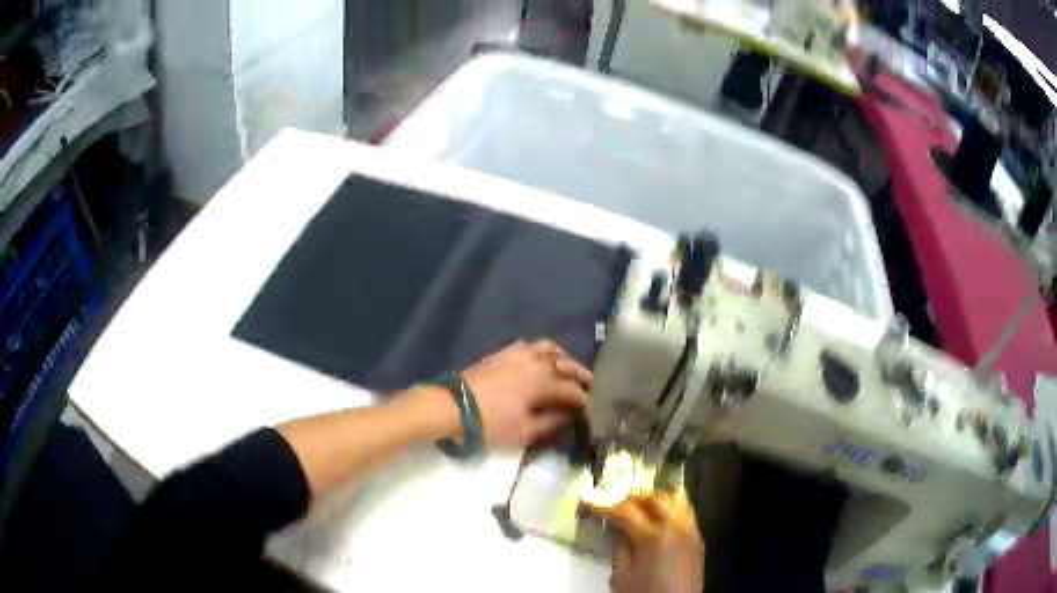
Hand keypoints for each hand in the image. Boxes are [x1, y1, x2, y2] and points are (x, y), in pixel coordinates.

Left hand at [461, 340, 591, 448]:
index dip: (586, 401)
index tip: (594, 410)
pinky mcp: (502, 353)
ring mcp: (518, 354)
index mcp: (543, 381)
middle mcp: (535, 361)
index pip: (573, 390)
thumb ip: (551, 422)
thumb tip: (568, 415)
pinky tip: (541, 363)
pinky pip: (530, 346)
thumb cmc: (490, 424)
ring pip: (550, 349)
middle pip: (567, 364)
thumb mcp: (524, 432)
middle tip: (591, 388)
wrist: (451, 407)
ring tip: (568, 372)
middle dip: (582, 376)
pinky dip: (543, 353)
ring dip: (564, 360)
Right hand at [586, 492, 704, 592]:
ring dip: (653, 501)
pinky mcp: (697, 538)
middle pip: (653, 499)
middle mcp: (676, 526)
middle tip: (613, 506)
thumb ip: (619, 548)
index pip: (625, 511)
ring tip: (637, 510)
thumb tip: (614, 528)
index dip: (604, 505)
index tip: (588, 500)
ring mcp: (691, 530)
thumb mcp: (622, 576)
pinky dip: (668, 509)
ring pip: (674, 500)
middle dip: (630, 499)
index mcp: (654, 536)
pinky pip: (684, 512)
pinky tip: (655, 521)